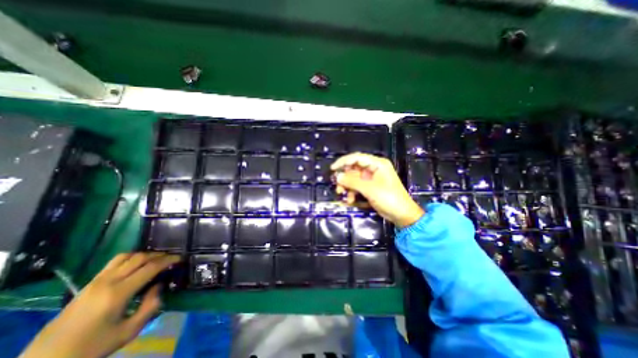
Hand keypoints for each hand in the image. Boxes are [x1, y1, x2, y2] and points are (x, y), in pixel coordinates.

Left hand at [21, 252, 180, 357]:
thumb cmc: (91, 349)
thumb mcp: (128, 332)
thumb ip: (150, 306)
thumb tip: (159, 286)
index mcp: (118, 293)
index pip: (151, 267)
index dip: (169, 260)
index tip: (180, 258)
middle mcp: (108, 282)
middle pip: (140, 257)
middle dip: (159, 255)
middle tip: (171, 258)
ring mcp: (95, 281)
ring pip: (126, 256)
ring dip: (144, 254)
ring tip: (155, 260)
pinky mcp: (88, 284)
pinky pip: (114, 262)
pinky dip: (131, 258)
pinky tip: (136, 265)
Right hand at [335, 153, 422, 227]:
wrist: (402, 215)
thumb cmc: (389, 198)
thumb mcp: (370, 189)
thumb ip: (352, 181)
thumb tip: (337, 176)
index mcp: (377, 164)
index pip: (357, 158)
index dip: (344, 161)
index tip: (333, 169)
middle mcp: (373, 168)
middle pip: (354, 168)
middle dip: (344, 178)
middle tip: (338, 186)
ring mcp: (371, 178)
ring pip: (353, 178)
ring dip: (347, 186)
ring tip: (342, 195)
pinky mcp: (370, 187)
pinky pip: (357, 186)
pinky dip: (352, 192)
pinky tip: (350, 200)